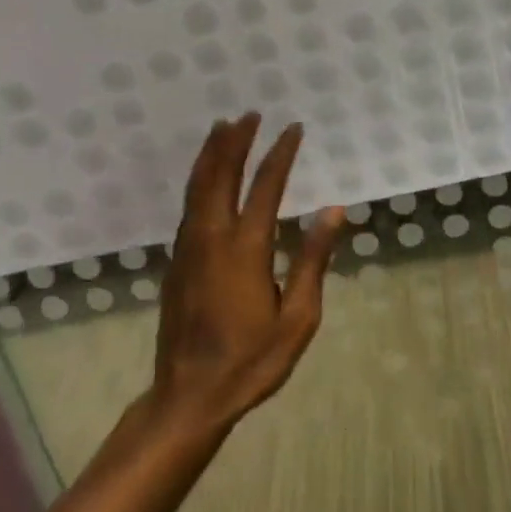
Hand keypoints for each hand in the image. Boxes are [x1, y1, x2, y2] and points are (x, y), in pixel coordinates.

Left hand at [149, 114, 342, 433]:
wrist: (189, 397)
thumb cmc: (251, 361)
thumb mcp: (298, 318)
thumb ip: (313, 260)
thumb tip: (333, 210)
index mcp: (245, 249)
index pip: (265, 186)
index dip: (280, 153)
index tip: (293, 128)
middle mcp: (212, 238)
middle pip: (221, 175)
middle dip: (235, 141)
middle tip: (249, 114)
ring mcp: (189, 248)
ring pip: (197, 187)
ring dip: (211, 153)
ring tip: (222, 128)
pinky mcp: (177, 261)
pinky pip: (189, 205)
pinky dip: (199, 179)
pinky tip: (205, 176)